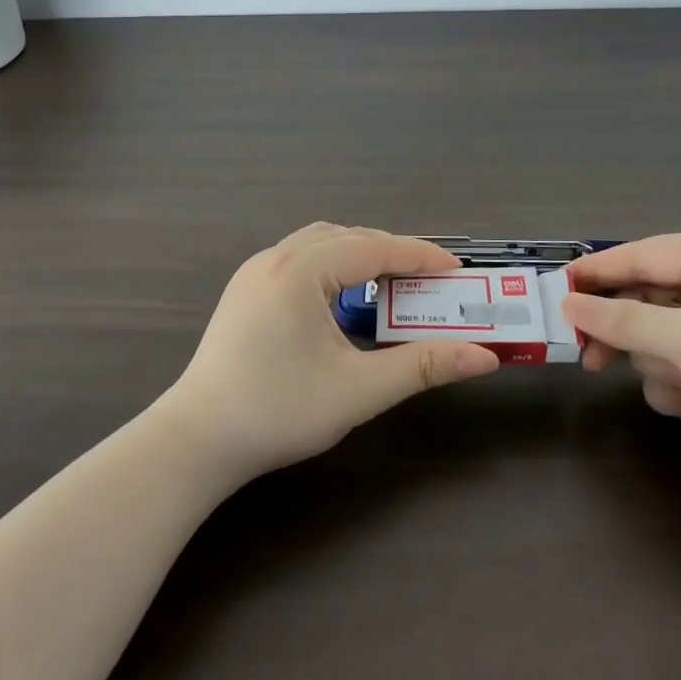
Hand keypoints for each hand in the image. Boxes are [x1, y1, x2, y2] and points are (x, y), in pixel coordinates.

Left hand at [160, 224, 500, 480]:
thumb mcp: (359, 390)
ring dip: (360, 254)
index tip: (457, 270)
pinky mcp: (245, 291)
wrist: (196, 441)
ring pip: (320, 243)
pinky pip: (299, 259)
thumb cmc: (279, 411)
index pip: (374, 248)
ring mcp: (254, 272)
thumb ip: (423, 366)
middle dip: (393, 252)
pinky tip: (344, 297)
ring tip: (393, 282)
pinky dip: (333, 265)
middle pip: (348, 237)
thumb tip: (484, 357)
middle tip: (430, 279)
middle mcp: (276, 258)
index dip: (420, 257)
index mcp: (301, 270)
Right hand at [564, 235, 680, 507]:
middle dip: (621, 329)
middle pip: (644, 303)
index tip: (556, 291)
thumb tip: (571, 302)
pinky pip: (677, 381)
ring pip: (656, 347)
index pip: (641, 256)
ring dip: (658, 366)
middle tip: (585, 355)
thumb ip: (626, 320)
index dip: (597, 271)